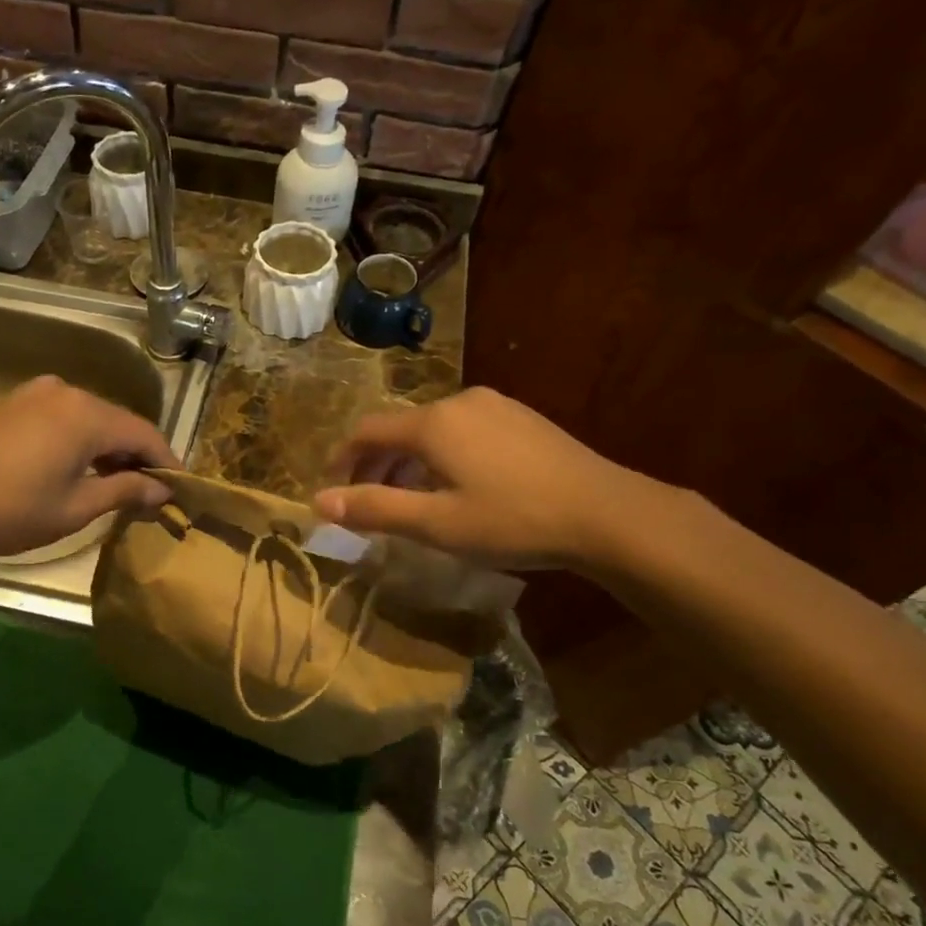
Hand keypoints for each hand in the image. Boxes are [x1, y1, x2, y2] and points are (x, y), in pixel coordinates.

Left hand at [0, 377, 177, 559]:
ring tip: (120, 484)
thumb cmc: (11, 511)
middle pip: (119, 422)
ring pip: (92, 418)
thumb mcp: (77, 508)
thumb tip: (163, 491)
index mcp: (86, 414)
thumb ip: (126, 491)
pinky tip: (82, 467)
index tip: (182, 488)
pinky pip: (65, 416)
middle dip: (138, 455)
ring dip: (110, 448)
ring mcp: (37, 392)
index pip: (144, 433)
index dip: (167, 461)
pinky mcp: (16, 402)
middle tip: (153, 492)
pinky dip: (82, 440)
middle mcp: (66, 391)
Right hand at [314, 387, 652, 569]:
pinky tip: (456, 487)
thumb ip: (374, 509)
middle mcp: (459, 402)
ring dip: (408, 462)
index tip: (331, 491)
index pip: (366, 431)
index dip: (342, 461)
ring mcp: (495, 406)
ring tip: (408, 501)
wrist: (607, 513)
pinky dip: (441, 456)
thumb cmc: (513, 520)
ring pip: (432, 430)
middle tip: (366, 503)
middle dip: (375, 465)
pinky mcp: (521, 418)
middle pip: (399, 429)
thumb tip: (318, 502)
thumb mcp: (436, 524)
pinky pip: (463, 431)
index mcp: (432, 423)